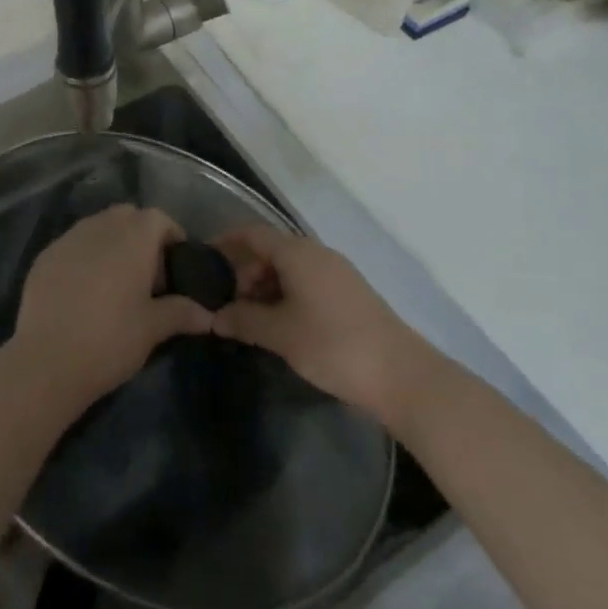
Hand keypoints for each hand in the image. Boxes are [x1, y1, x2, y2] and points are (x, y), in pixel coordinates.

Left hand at [9, 204, 214, 413]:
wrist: (47, 361)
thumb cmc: (111, 339)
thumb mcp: (153, 329)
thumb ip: (182, 313)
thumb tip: (208, 315)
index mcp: (133, 236)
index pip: (159, 218)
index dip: (171, 236)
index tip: (175, 266)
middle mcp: (100, 226)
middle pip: (128, 216)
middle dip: (141, 237)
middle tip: (147, 275)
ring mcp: (68, 238)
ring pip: (98, 227)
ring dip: (112, 244)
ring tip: (116, 284)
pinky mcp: (45, 255)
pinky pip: (73, 244)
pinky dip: (85, 257)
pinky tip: (84, 292)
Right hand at [213, 225, 421, 419]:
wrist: (402, 375)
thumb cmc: (333, 345)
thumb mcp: (280, 334)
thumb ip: (244, 321)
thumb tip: (215, 317)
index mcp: (298, 253)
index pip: (253, 233)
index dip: (227, 242)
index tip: (205, 258)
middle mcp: (317, 254)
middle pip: (271, 251)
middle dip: (246, 273)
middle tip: (229, 305)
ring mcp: (337, 273)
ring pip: (291, 269)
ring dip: (267, 288)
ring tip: (252, 321)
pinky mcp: (350, 294)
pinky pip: (308, 283)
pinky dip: (288, 296)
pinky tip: (283, 327)